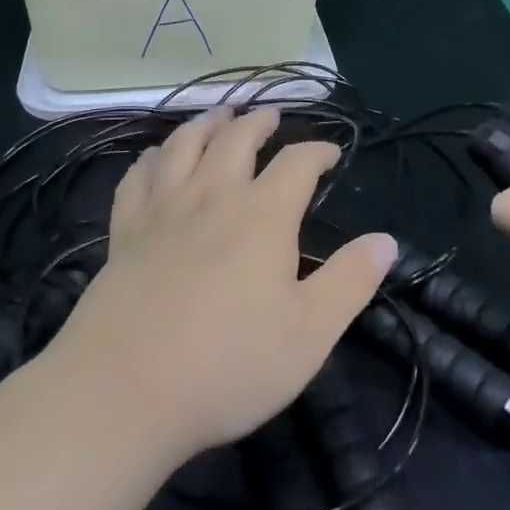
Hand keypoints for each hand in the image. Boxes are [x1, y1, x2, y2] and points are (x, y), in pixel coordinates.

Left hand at [46, 106, 397, 461]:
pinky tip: (157, 156)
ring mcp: (162, 211)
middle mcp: (212, 197)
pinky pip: (137, 178)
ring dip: (206, 123)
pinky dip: (152, 157)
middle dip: (259, 122)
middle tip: (272, 116)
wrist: (123, 394)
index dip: (318, 151)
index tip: (331, 153)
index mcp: (262, 215)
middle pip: (236, 138)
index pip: (297, 162)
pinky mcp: (124, 233)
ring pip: (184, 145)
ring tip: (219, 114)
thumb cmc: (228, 366)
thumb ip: (351, 281)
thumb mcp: (310, 333)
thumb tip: (386, 240)